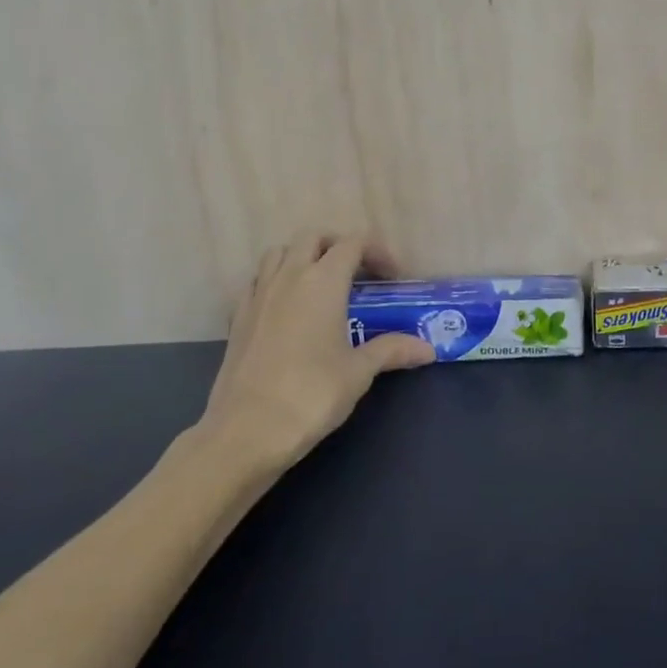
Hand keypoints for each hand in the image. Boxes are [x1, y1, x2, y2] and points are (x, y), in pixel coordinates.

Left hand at [190, 232, 434, 474]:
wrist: (247, 430)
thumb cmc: (312, 394)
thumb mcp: (359, 372)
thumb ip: (392, 350)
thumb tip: (427, 349)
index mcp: (322, 281)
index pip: (353, 243)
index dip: (377, 252)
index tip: (393, 278)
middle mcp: (288, 276)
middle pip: (313, 238)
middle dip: (339, 246)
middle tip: (359, 275)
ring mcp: (258, 294)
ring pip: (280, 252)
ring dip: (304, 257)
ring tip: (323, 286)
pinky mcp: (238, 316)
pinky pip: (258, 280)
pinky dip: (277, 280)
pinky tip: (289, 309)